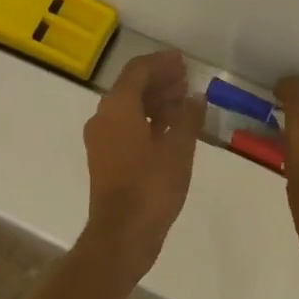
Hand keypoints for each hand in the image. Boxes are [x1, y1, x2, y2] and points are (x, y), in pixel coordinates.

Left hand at [80, 50, 203, 282]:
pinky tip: (171, 127)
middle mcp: (104, 116)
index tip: (183, 61)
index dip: (161, 62)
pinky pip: (126, 126)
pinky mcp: (105, 158)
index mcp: (117, 107)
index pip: (138, 70)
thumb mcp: (179, 149)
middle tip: (186, 80)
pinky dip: (147, 120)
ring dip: (155, 100)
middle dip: (160, 80)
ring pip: (129, 107)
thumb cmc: (151, 187)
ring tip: (184, 103)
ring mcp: (101, 139)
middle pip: (132, 86)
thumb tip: (197, 97)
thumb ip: (189, 117)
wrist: (121, 237)